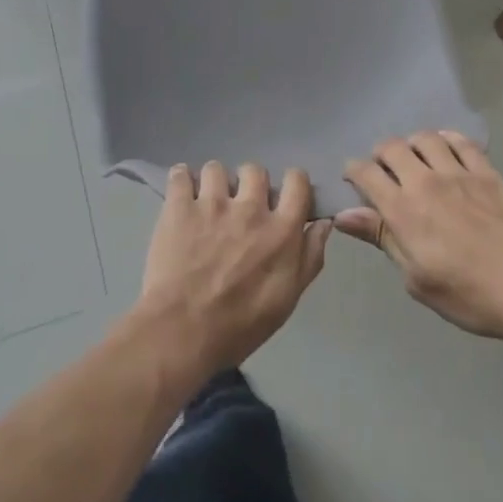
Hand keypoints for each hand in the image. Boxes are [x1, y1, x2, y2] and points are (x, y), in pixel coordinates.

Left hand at [132, 162, 332, 384]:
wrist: (182, 332)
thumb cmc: (240, 325)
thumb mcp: (287, 299)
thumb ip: (309, 257)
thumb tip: (323, 222)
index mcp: (281, 230)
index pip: (297, 181)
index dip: (292, 182)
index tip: (282, 194)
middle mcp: (250, 208)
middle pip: (255, 170)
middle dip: (249, 184)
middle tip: (239, 205)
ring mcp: (212, 203)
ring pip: (216, 168)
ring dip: (214, 183)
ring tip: (206, 203)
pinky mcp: (179, 206)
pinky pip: (180, 174)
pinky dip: (181, 180)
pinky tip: (181, 196)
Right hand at [337, 131, 502, 341]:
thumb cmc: (467, 295)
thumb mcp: (416, 278)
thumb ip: (382, 238)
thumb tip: (344, 215)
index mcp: (403, 210)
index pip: (366, 173)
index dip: (354, 171)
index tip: (353, 178)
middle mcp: (425, 182)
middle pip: (391, 147)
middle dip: (380, 154)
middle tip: (384, 170)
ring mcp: (458, 172)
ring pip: (424, 138)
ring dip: (412, 144)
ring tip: (415, 159)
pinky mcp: (486, 171)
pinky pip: (461, 141)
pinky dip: (446, 140)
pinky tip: (445, 150)